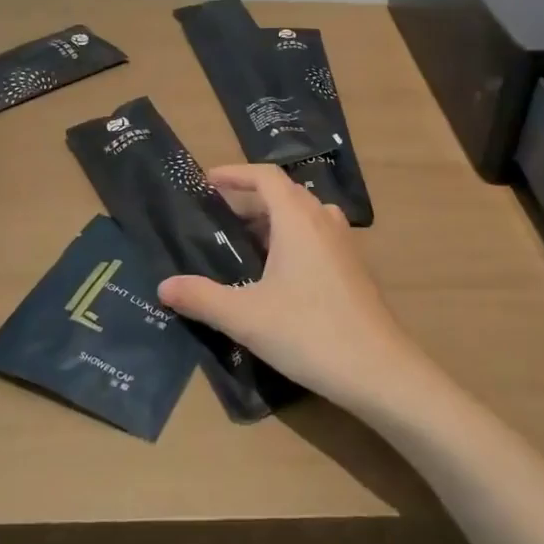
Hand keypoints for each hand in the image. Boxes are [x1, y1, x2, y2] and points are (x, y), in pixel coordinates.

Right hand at [156, 164, 423, 412]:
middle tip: (218, 218)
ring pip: (303, 215)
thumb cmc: (309, 332)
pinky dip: (292, 239)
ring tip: (245, 243)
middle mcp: (323, 220)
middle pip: (284, 193)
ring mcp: (343, 243)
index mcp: (297, 219)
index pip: (265, 176)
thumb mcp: (246, 317)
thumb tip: (164, 286)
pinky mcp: (353, 268)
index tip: (208, 181)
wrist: (379, 370)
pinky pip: (316, 236)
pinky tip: (278, 274)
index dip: (235, 173)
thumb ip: (202, 298)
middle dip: (249, 199)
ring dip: (273, 220)